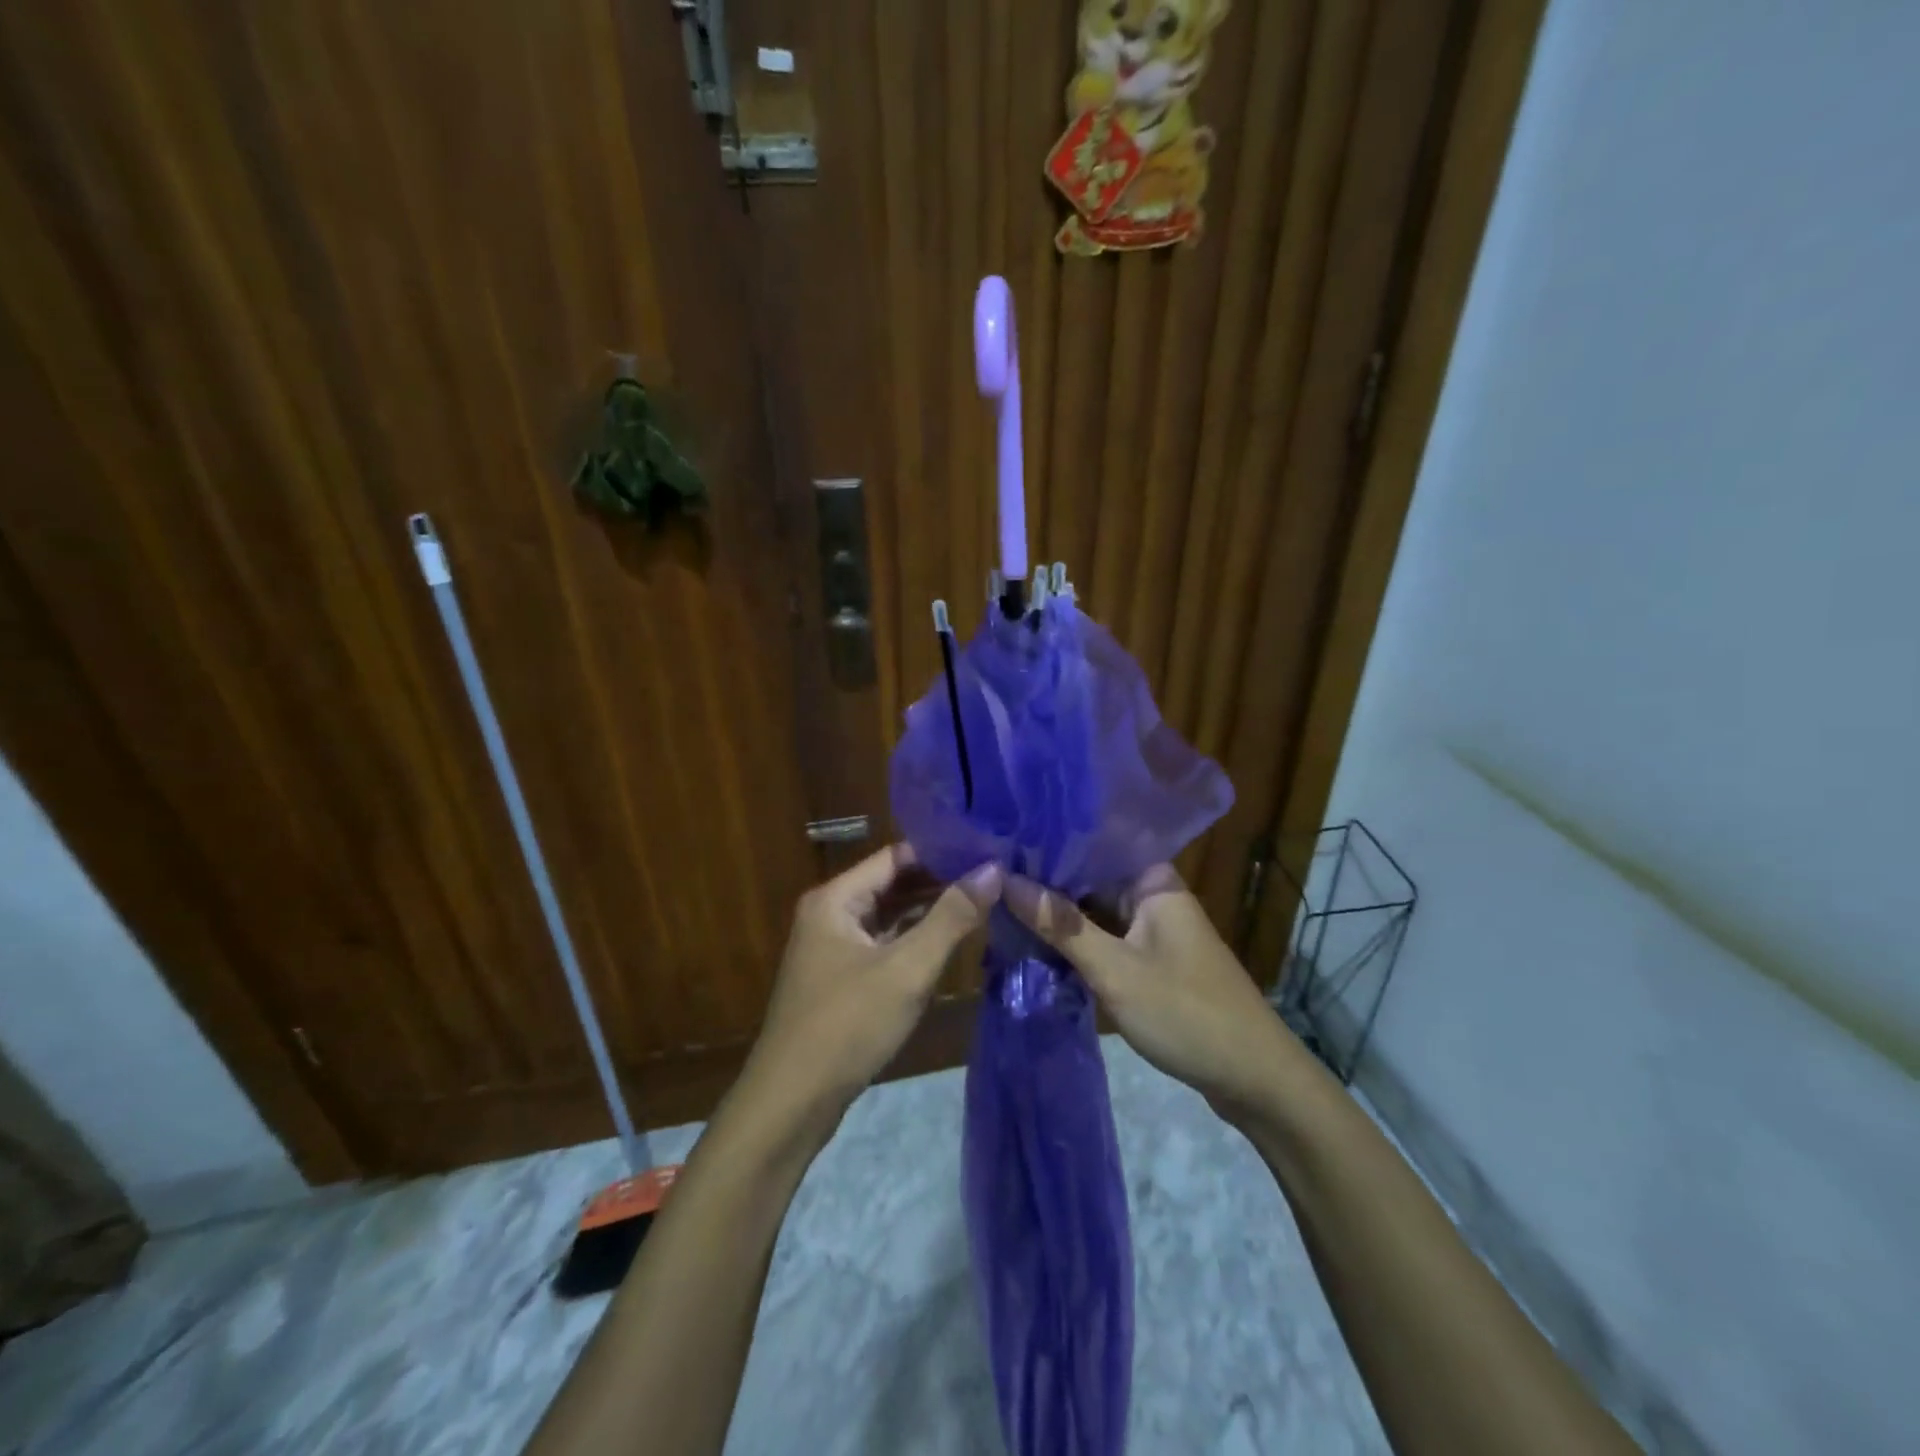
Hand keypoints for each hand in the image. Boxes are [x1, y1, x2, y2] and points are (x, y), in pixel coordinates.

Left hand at [747, 845, 1003, 1116]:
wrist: (792, 1102)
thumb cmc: (848, 1025)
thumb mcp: (907, 969)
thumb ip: (952, 917)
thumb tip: (993, 869)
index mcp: (836, 898)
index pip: (896, 855)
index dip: (941, 850)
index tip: (987, 849)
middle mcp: (831, 913)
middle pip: (893, 882)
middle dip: (940, 879)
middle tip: (994, 875)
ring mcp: (834, 946)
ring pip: (890, 915)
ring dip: (930, 909)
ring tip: (983, 899)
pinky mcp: (842, 977)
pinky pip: (884, 943)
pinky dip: (915, 938)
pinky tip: (951, 938)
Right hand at [1006, 865, 1293, 1117]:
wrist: (1255, 1079)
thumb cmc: (1186, 1014)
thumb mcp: (1115, 970)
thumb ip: (1061, 925)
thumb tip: (1005, 879)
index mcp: (1153, 881)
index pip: (1092, 843)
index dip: (1046, 840)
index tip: (998, 838)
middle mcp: (1153, 895)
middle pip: (1090, 877)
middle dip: (1044, 879)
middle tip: (987, 875)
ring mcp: (1152, 929)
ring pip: (1094, 910)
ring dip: (1057, 912)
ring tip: (998, 900)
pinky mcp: (1150, 960)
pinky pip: (1104, 937)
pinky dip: (1075, 940)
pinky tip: (1034, 939)